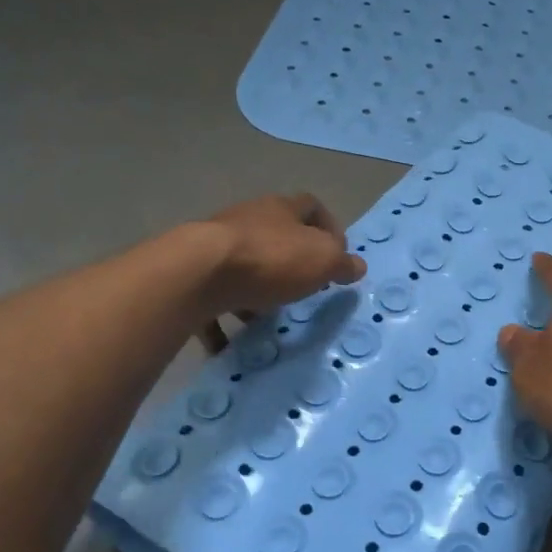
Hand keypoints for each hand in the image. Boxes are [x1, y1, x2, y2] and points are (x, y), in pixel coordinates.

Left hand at [192, 194, 364, 346]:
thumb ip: (342, 263)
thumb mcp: (323, 260)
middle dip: (292, 264)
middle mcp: (248, 220)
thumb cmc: (271, 259)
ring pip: (245, 268)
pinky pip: (214, 299)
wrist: (199, 274)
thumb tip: (357, 266)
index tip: (338, 257)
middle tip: (306, 292)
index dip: (329, 228)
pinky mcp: (193, 275)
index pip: (311, 207)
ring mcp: (216, 246)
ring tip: (269, 321)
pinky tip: (231, 344)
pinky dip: (223, 320)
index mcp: (281, 209)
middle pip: (276, 237)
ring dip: (257, 293)